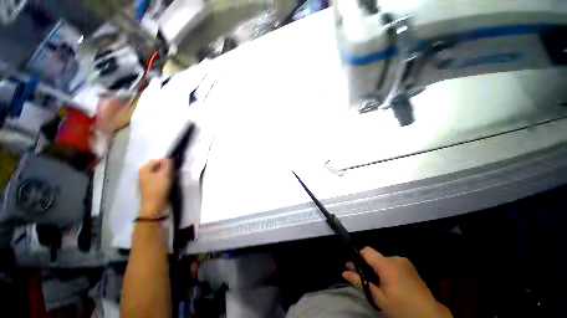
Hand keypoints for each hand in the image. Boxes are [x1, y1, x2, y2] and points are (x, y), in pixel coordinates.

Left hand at [138, 159, 172, 217]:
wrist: (154, 206)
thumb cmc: (159, 189)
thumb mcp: (165, 174)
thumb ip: (167, 164)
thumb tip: (169, 157)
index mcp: (144, 169)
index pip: (157, 160)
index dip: (166, 163)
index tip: (173, 169)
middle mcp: (143, 173)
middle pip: (158, 166)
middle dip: (166, 169)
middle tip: (172, 174)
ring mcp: (146, 180)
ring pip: (158, 173)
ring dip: (165, 174)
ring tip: (170, 180)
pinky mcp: (150, 187)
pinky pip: (158, 179)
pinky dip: (163, 180)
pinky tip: (167, 184)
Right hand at [343, 247, 451, 317]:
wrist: (429, 315)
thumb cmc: (401, 307)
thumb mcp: (378, 297)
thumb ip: (360, 281)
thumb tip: (343, 272)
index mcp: (387, 264)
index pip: (366, 250)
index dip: (358, 257)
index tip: (353, 267)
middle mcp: (395, 258)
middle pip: (374, 256)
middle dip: (367, 265)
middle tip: (365, 279)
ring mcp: (404, 261)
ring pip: (383, 260)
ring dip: (378, 268)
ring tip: (379, 284)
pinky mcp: (410, 266)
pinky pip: (392, 263)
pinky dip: (387, 270)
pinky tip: (391, 283)